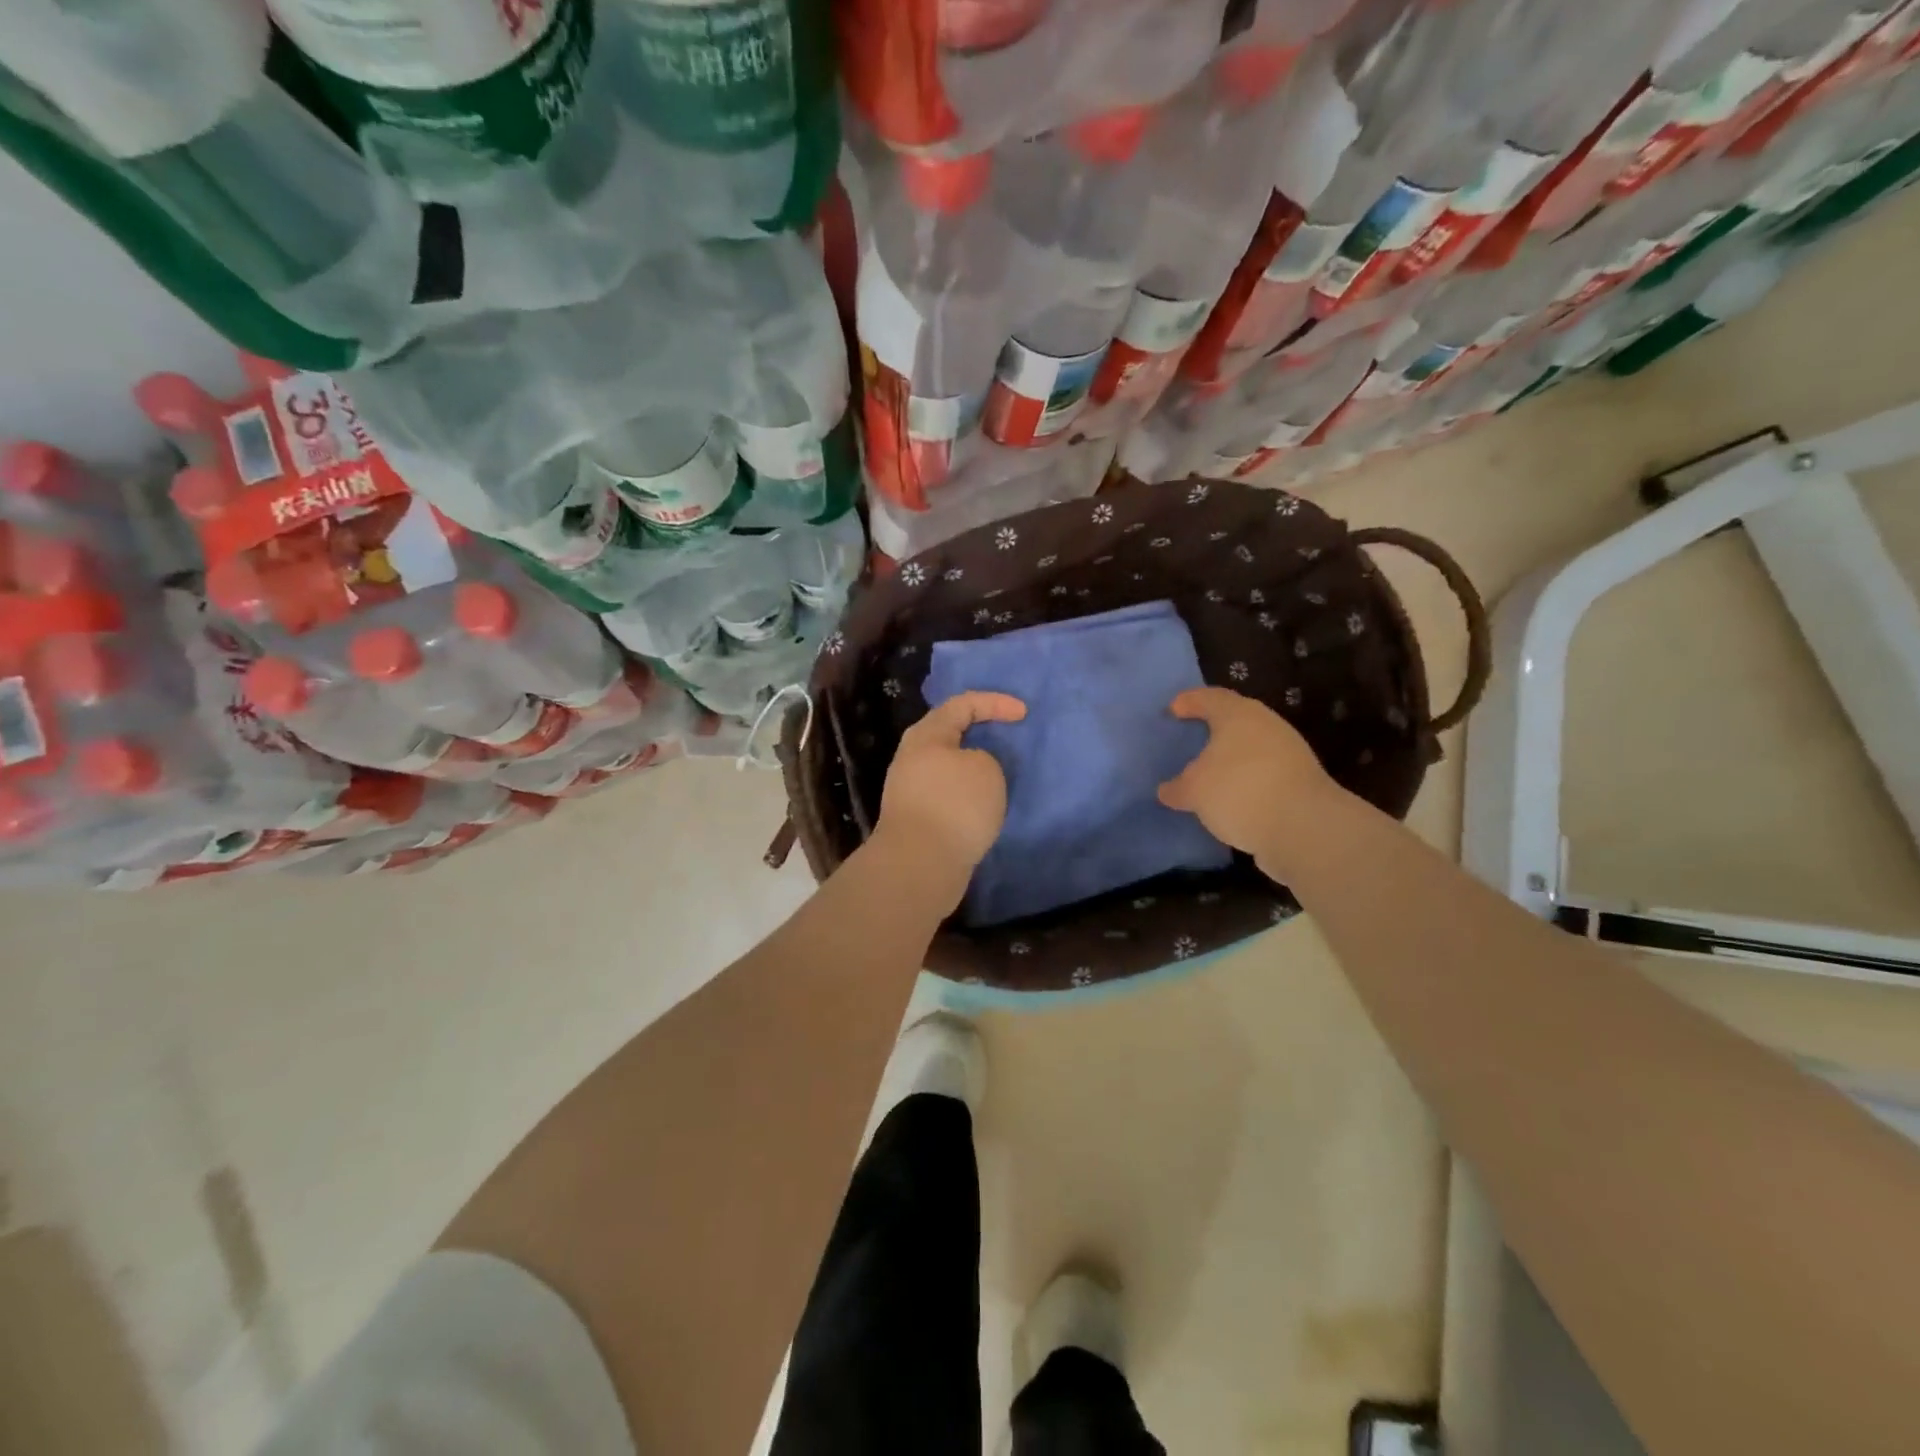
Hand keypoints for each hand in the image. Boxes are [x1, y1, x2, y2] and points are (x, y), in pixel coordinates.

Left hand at [876, 691, 1026, 890]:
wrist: (920, 864)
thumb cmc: (955, 805)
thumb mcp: (986, 768)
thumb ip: (984, 758)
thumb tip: (971, 770)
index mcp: (926, 735)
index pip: (962, 704)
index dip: (995, 702)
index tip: (1024, 713)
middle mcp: (913, 757)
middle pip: (949, 734)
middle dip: (980, 733)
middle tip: (1008, 738)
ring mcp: (911, 790)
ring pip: (949, 767)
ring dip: (975, 768)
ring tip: (1002, 775)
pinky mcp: (917, 819)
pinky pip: (948, 794)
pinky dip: (969, 794)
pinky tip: (985, 806)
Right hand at [1157, 687, 1342, 874]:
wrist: (1304, 828)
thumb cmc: (1239, 791)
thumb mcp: (1194, 791)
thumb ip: (1177, 788)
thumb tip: (1168, 790)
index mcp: (1238, 715)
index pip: (1209, 697)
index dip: (1189, 701)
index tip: (1172, 710)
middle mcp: (1266, 725)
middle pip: (1233, 720)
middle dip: (1211, 730)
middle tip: (1189, 741)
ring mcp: (1288, 752)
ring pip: (1250, 748)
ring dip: (1229, 760)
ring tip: (1206, 776)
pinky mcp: (1300, 780)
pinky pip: (1262, 773)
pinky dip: (1244, 780)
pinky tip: (1230, 799)